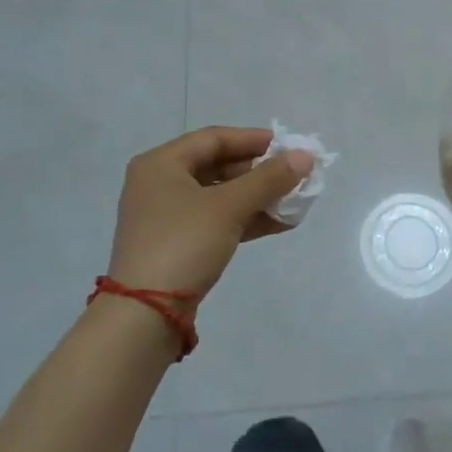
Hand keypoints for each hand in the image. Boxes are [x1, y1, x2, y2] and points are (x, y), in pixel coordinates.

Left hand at [106, 127, 313, 299]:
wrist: (146, 313)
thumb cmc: (183, 243)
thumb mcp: (229, 207)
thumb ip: (269, 179)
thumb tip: (305, 157)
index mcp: (161, 164)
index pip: (213, 138)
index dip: (253, 139)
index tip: (287, 146)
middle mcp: (159, 184)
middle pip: (217, 166)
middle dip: (259, 172)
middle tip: (294, 176)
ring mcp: (167, 216)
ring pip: (220, 196)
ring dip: (257, 197)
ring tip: (294, 202)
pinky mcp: (177, 244)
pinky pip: (217, 220)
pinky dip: (246, 219)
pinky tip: (280, 223)